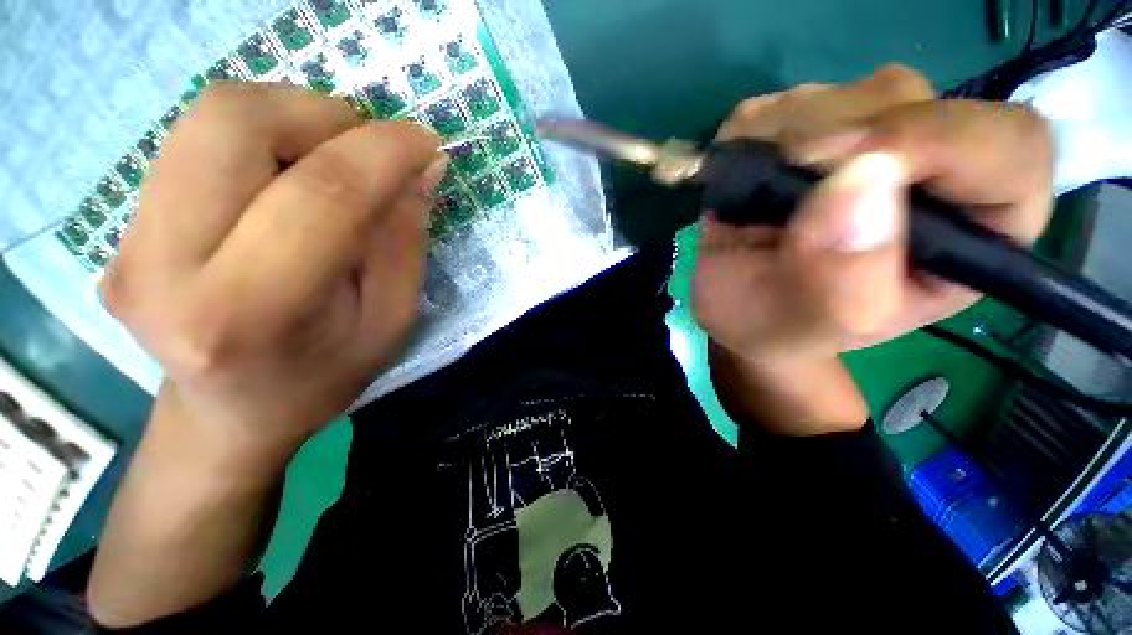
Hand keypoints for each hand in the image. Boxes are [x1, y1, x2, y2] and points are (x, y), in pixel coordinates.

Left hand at [102, 83, 446, 463]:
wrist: (229, 414)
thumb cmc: (324, 376)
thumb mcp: (391, 320)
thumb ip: (405, 241)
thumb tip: (422, 167)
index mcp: (248, 313)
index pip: (321, 195)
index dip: (383, 153)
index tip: (425, 141)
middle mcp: (163, 266)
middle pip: (233, 122)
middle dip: (322, 114)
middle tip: (368, 148)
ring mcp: (128, 241)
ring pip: (209, 116)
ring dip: (291, 117)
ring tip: (333, 159)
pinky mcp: (122, 226)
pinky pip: (196, 140)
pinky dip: (262, 137)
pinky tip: (289, 176)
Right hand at [693, 65, 1052, 362]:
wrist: (738, 308)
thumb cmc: (782, 325)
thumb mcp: (819, 322)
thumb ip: (846, 275)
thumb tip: (860, 179)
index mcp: (972, 228)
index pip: (1009, 146)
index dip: (942, 140)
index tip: (848, 169)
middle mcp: (934, 168)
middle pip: (911, 102)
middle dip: (831, 145)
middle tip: (772, 195)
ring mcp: (867, 138)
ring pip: (842, 93)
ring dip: (780, 142)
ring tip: (750, 201)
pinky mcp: (812, 126)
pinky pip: (784, 103)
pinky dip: (750, 136)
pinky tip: (741, 179)